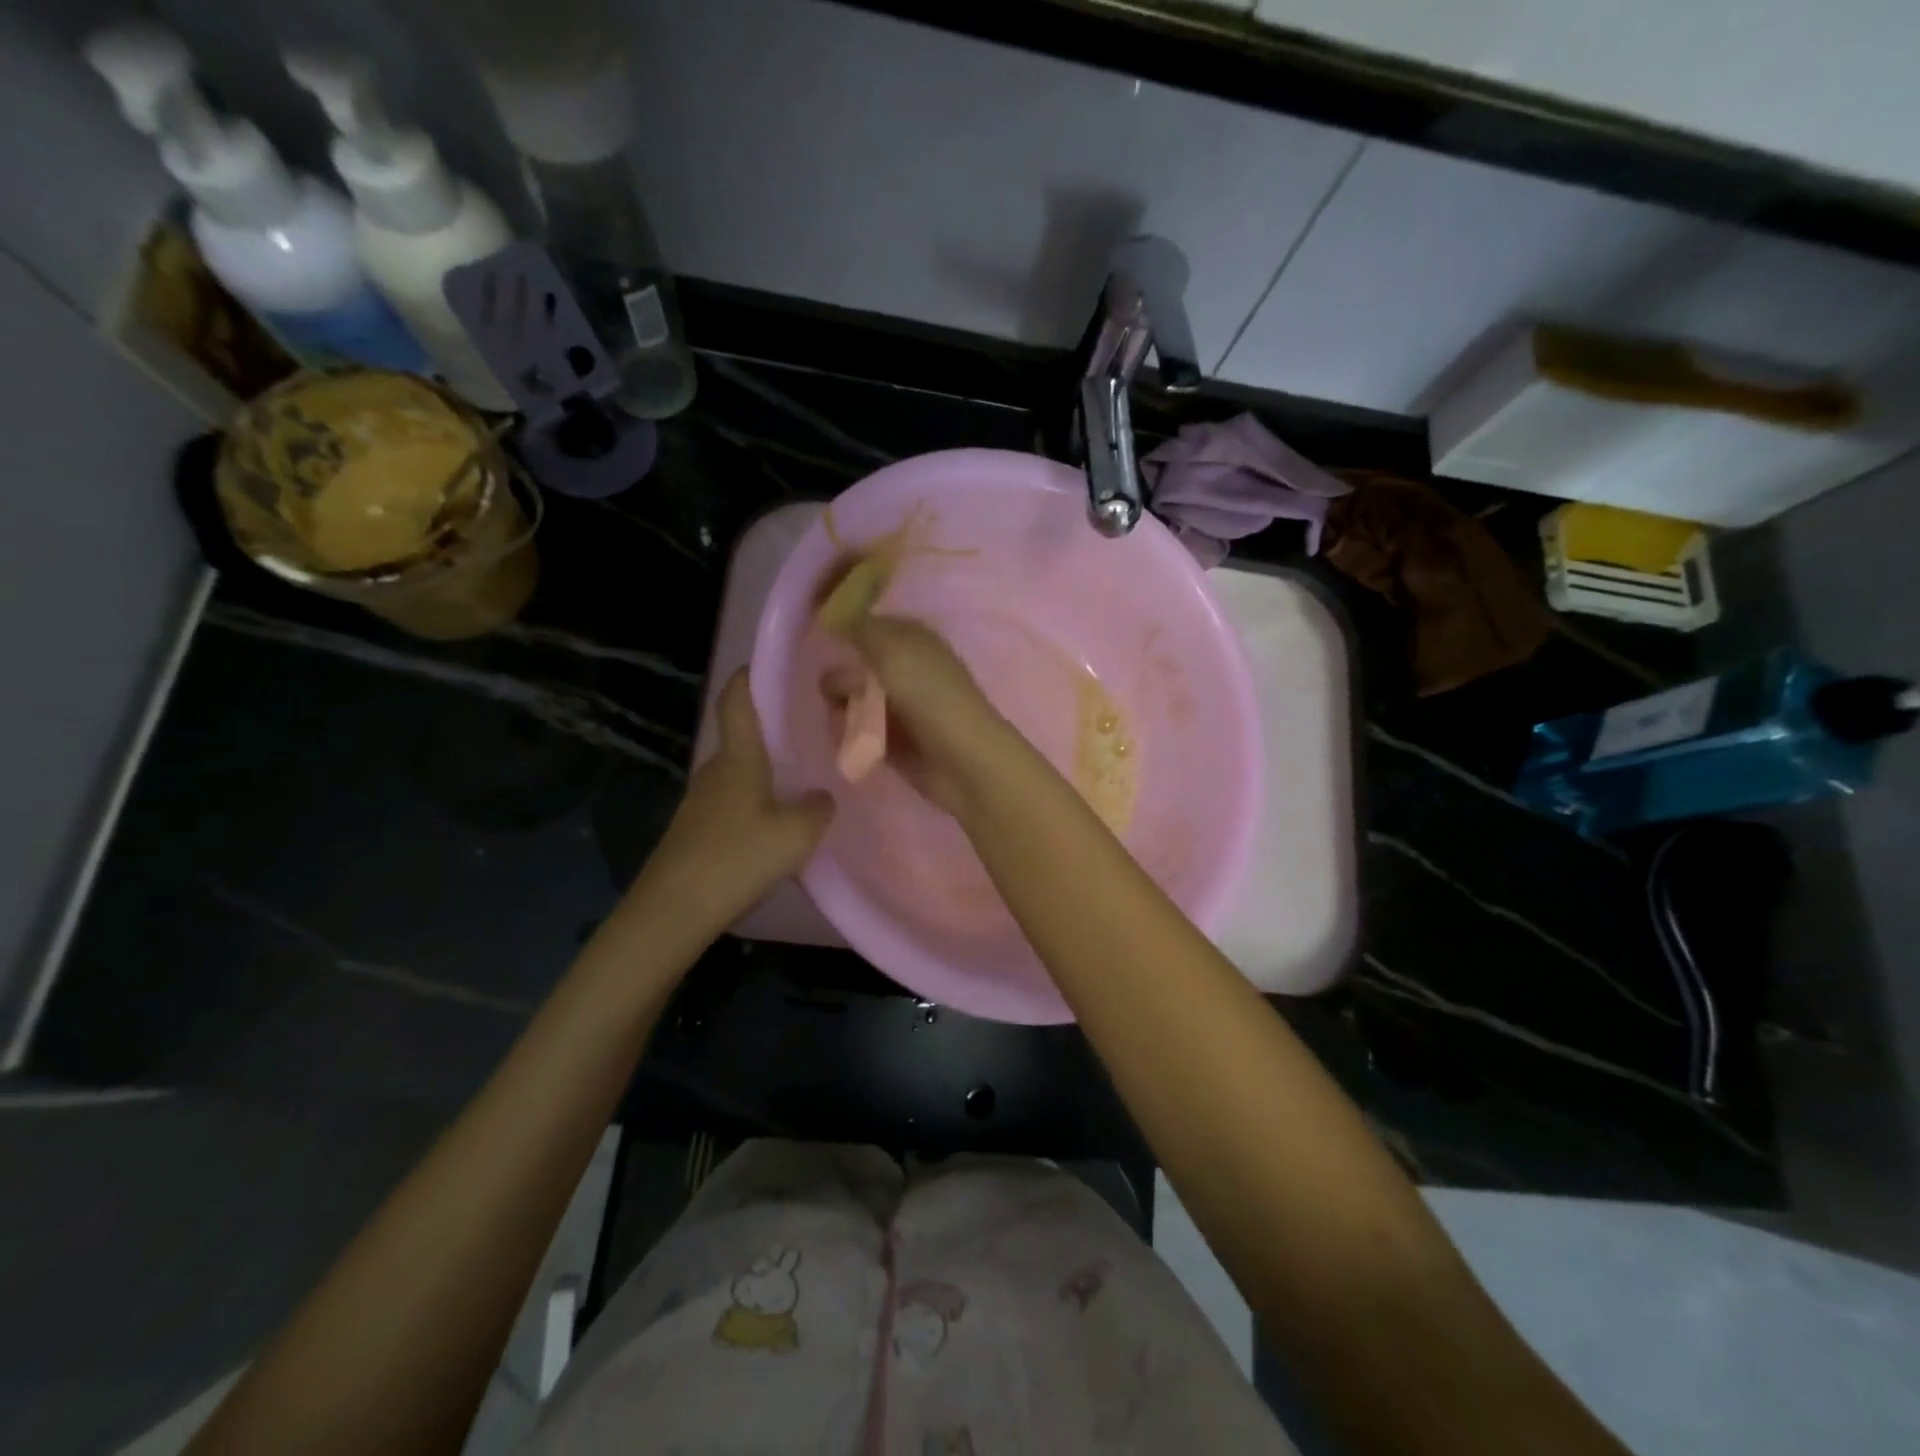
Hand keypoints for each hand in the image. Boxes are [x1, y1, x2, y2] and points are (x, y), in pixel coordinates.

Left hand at [642, 671, 833, 918]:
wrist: (673, 911)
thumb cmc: (737, 858)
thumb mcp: (796, 835)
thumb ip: (817, 810)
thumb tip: (822, 796)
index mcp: (738, 759)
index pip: (737, 701)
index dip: (749, 676)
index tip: (772, 663)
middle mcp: (715, 771)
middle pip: (741, 736)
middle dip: (772, 727)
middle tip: (811, 727)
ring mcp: (701, 801)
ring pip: (738, 771)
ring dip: (764, 767)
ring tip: (801, 774)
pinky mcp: (696, 829)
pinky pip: (732, 799)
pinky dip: (755, 797)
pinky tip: (776, 819)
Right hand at [822, 616, 1011, 816]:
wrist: (962, 760)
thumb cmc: (930, 696)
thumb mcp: (892, 649)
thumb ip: (860, 629)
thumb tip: (836, 621)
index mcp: (911, 639)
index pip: (867, 627)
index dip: (844, 634)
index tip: (825, 646)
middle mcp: (905, 669)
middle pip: (854, 667)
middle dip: (842, 681)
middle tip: (845, 694)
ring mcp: (898, 707)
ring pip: (851, 701)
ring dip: (842, 712)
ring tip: (849, 725)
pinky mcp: (892, 741)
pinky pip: (857, 732)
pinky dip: (851, 736)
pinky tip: (855, 743)